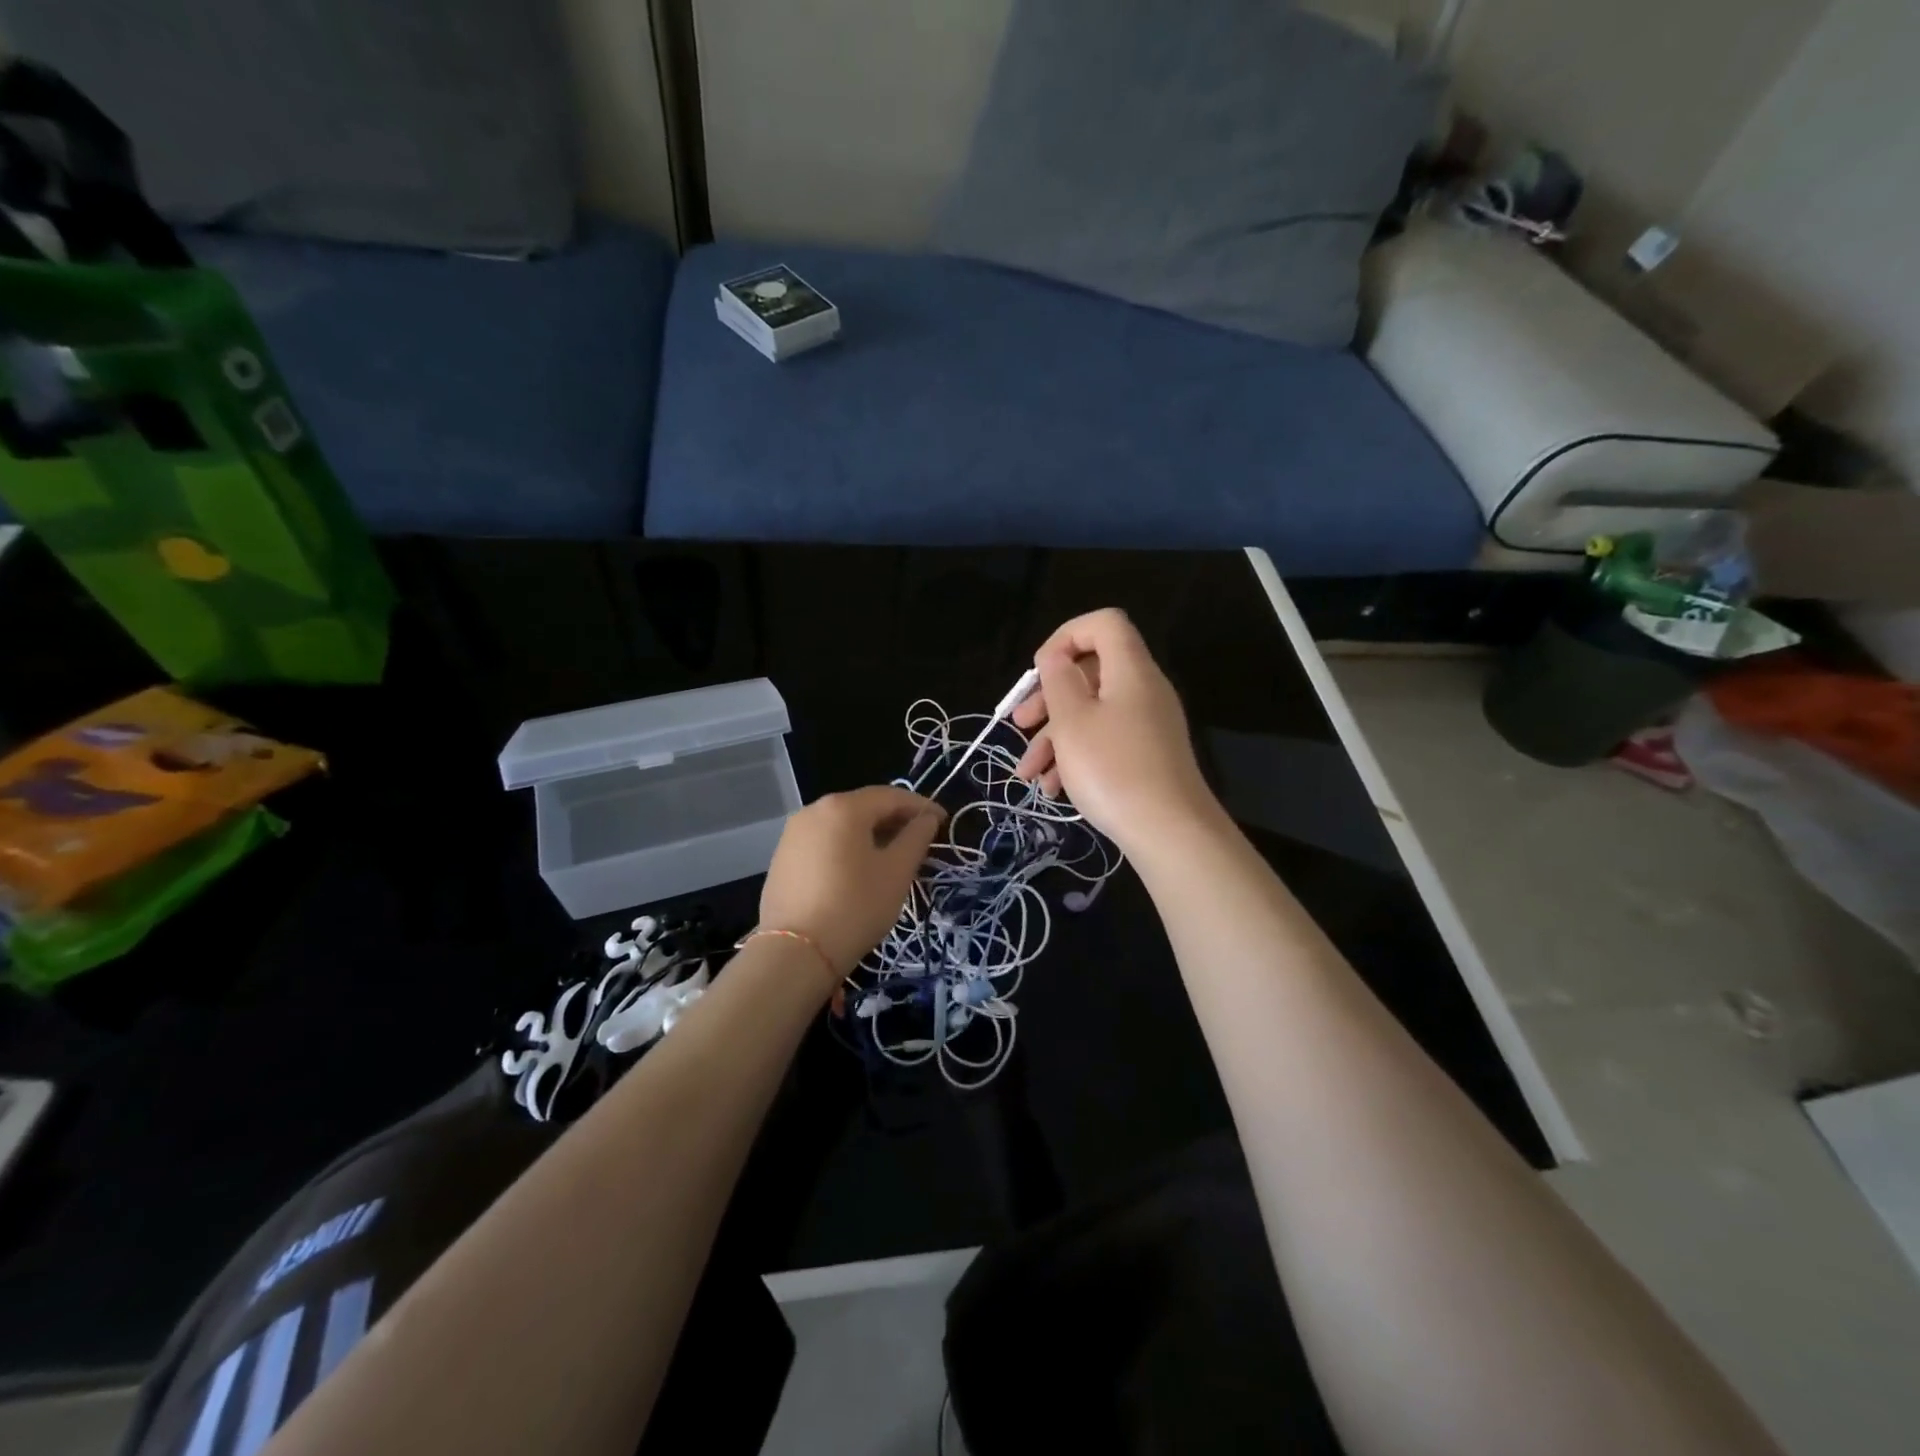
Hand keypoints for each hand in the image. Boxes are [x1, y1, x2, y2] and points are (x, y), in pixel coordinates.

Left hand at [757, 786, 943, 983]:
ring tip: (893, 855)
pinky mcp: (783, 858)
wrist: (795, 953)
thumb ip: (916, 837)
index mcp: (843, 807)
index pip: (890, 796)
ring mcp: (793, 834)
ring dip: (871, 834)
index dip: (920, 806)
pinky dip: (847, 847)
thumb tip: (928, 818)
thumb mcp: (897, 872)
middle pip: (864, 806)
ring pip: (842, 825)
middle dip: (895, 819)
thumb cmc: (855, 906)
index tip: (943, 821)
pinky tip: (859, 869)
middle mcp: (814, 811)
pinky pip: (824, 842)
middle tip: (921, 839)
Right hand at [1012, 609, 1217, 852]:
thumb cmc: (1112, 768)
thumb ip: (1059, 679)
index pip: (1103, 624)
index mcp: (1130, 670)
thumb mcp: (1072, 721)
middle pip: (1091, 672)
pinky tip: (1052, 788)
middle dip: (1049, 696)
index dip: (1066, 636)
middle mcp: (1143, 691)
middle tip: (1020, 721)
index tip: (1040, 670)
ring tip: (1027, 773)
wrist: (1169, 833)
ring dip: (1054, 737)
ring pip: (1092, 714)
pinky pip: (1105, 741)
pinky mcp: (1147, 757)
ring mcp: (1147, 726)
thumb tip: (1056, 656)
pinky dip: (1076, 757)